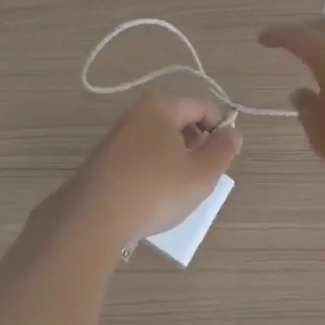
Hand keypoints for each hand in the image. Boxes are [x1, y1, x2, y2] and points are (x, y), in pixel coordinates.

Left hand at [57, 93, 242, 248]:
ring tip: (179, 191)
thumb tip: (232, 133)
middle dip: (198, 146)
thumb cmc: (154, 190)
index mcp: (162, 106)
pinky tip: (155, 197)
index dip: (221, 130)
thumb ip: (223, 150)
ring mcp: (119, 135)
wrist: (92, 218)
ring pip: (162, 141)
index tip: (223, 160)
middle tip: (202, 177)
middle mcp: (138, 112)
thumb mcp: (201, 173)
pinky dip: (156, 171)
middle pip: (182, 121)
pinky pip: (143, 157)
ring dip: (177, 161)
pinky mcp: (107, 159)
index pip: (204, 106)